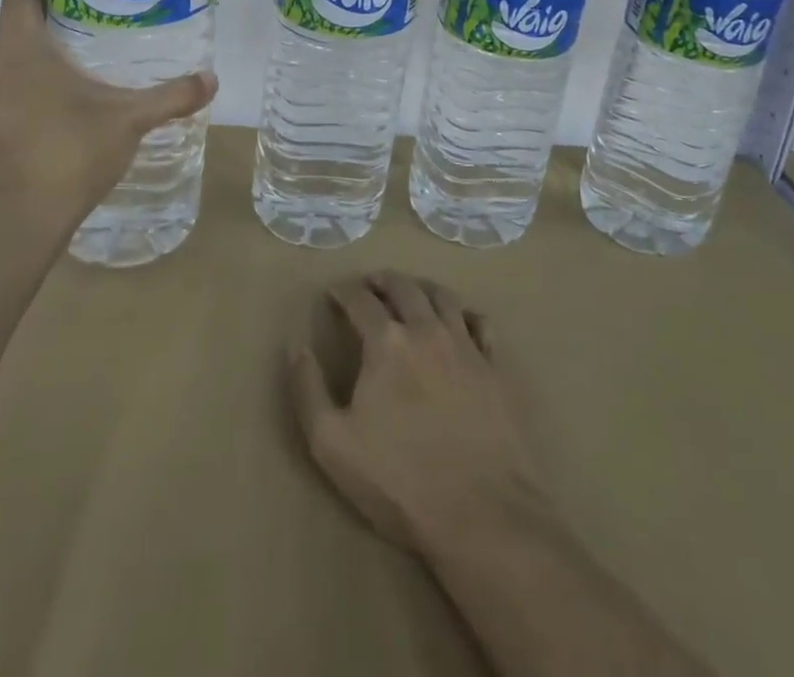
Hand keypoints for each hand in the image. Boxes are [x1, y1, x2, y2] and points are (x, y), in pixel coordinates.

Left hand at [0, 0, 216, 230]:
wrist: (19, 219)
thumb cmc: (68, 151)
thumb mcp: (130, 118)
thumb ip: (172, 95)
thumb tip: (211, 79)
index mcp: (20, 47)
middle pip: (20, 15)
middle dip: (58, 4)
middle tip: (104, 4)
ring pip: (17, 49)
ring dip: (49, 40)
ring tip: (96, 44)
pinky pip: (15, 77)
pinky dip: (41, 70)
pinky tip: (79, 89)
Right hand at [287, 272, 543, 554]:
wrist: (482, 513)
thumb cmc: (399, 480)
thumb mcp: (331, 444)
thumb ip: (307, 389)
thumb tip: (297, 347)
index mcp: (387, 342)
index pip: (359, 299)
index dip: (343, 292)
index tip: (333, 294)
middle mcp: (427, 330)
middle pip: (403, 287)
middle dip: (381, 281)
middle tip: (369, 285)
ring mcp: (466, 346)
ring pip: (443, 296)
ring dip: (421, 288)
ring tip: (411, 293)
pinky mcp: (496, 368)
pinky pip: (482, 323)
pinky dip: (466, 313)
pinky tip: (460, 321)